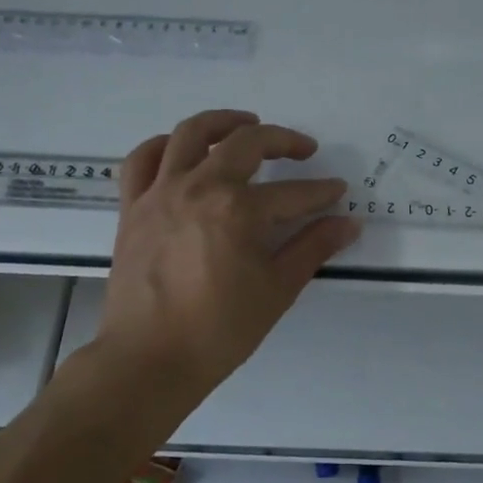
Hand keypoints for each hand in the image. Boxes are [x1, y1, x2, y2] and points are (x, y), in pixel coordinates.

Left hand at [96, 109, 360, 390]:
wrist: (148, 360)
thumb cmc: (218, 331)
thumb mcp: (277, 290)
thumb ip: (313, 249)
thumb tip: (349, 223)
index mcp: (238, 210)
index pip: (293, 193)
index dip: (321, 192)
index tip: (338, 191)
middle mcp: (199, 187)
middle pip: (246, 143)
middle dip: (282, 141)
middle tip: (302, 150)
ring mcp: (160, 192)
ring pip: (190, 134)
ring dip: (223, 121)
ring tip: (246, 124)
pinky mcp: (133, 206)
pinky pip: (142, 159)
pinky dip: (163, 145)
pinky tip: (182, 149)